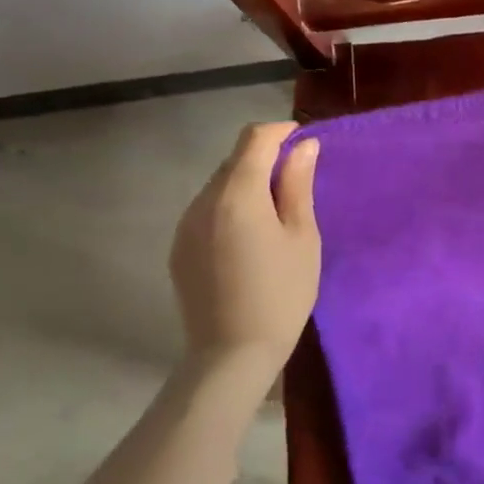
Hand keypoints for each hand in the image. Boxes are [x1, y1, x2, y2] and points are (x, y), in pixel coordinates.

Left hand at [170, 122, 320, 365]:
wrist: (233, 353)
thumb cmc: (282, 293)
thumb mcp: (302, 237)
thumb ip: (298, 185)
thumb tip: (303, 146)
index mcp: (237, 194)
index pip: (254, 139)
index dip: (280, 131)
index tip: (304, 141)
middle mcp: (203, 201)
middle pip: (234, 161)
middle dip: (265, 160)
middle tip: (297, 184)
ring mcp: (185, 225)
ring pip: (219, 186)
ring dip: (246, 185)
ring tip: (275, 215)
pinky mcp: (179, 248)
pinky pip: (207, 212)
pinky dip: (230, 209)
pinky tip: (249, 240)